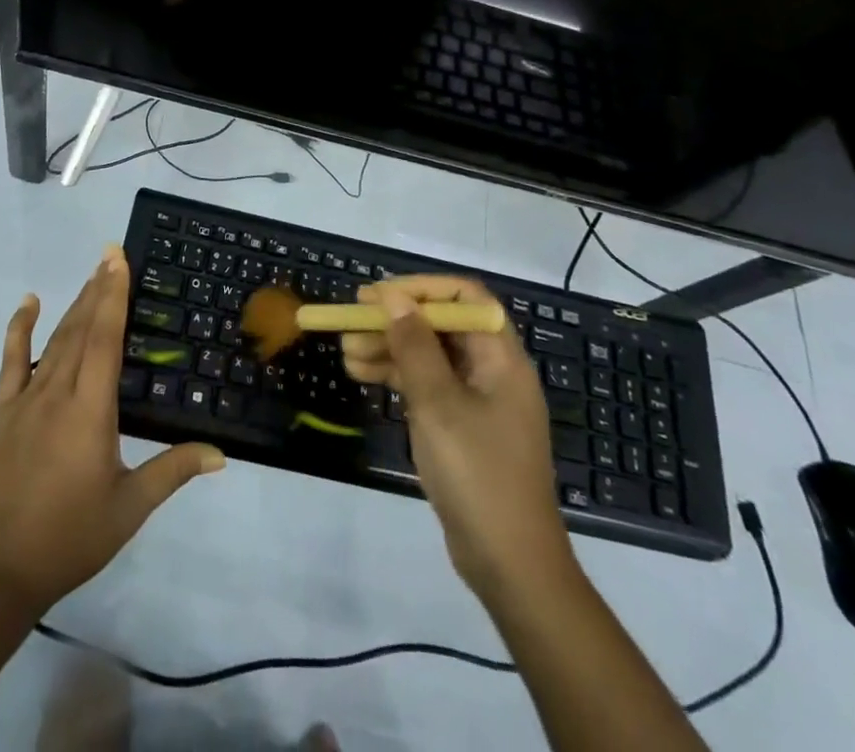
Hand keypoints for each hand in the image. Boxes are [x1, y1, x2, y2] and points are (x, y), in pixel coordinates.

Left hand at [0, 248, 225, 615]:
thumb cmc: (68, 538)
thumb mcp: (128, 507)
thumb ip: (172, 471)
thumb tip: (220, 454)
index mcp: (91, 410)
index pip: (105, 339)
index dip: (113, 296)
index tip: (118, 260)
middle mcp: (57, 392)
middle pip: (80, 330)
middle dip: (98, 290)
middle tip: (110, 255)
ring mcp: (25, 400)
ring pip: (53, 340)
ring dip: (73, 305)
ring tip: (89, 276)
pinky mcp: (1, 414)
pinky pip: (10, 361)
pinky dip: (20, 329)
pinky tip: (29, 303)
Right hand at [342, 276, 568, 597]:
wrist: (509, 564)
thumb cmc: (477, 473)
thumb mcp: (438, 404)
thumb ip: (414, 346)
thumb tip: (393, 298)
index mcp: (501, 357)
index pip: (465, 297)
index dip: (421, 289)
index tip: (379, 295)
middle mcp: (492, 370)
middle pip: (441, 326)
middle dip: (395, 321)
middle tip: (350, 322)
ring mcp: (477, 399)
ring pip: (429, 355)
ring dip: (389, 348)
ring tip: (345, 352)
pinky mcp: (462, 426)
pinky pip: (427, 385)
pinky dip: (396, 376)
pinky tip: (361, 375)